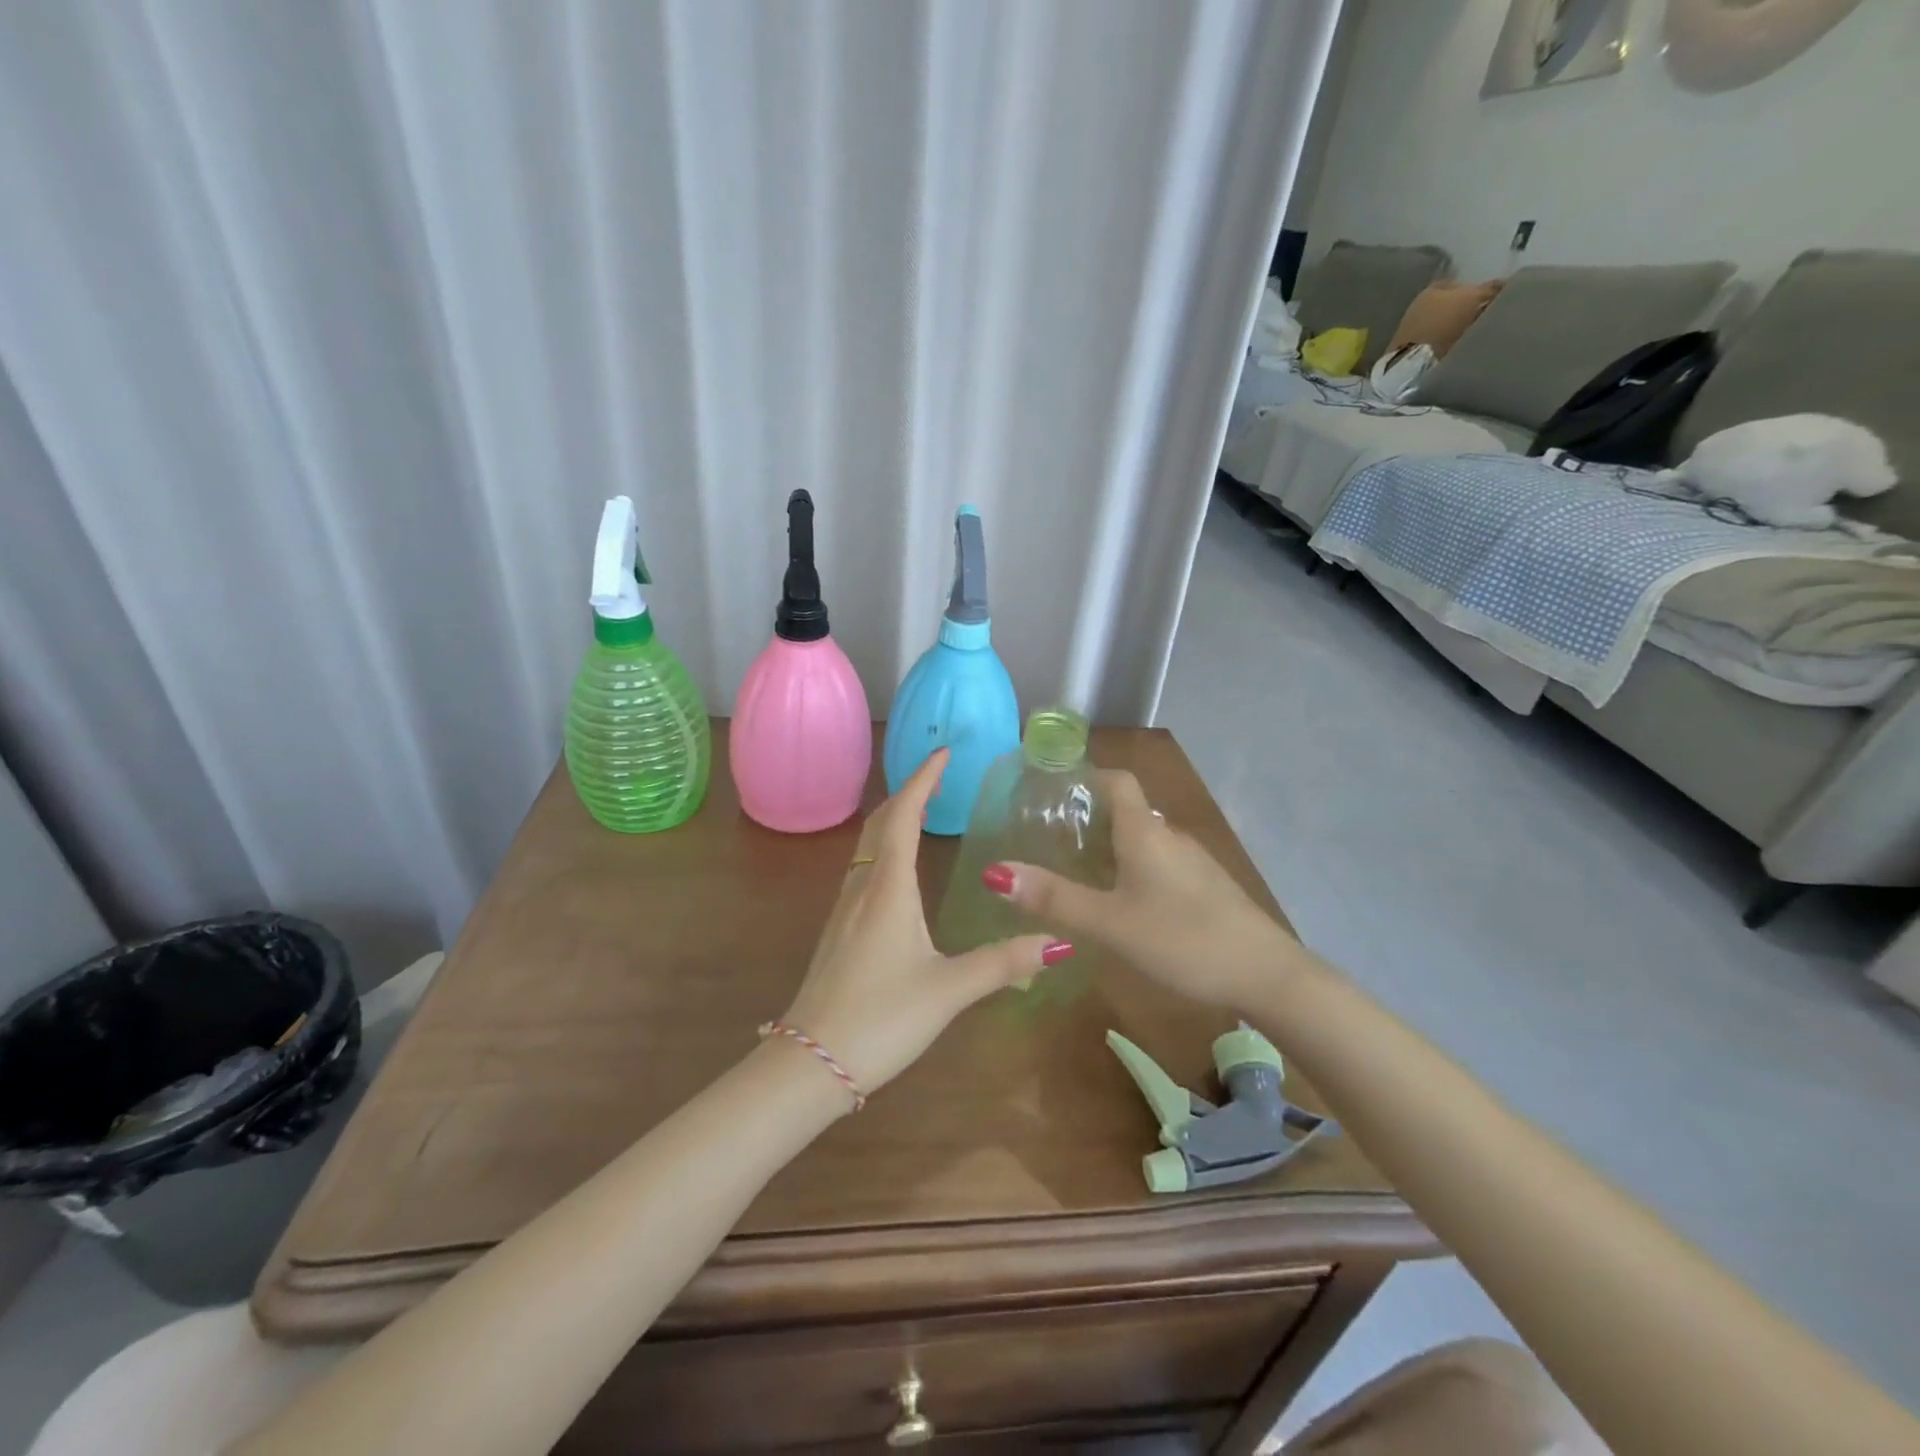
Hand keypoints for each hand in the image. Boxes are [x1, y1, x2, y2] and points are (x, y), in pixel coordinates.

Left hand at [778, 749, 1072, 1104]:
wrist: (810, 1062)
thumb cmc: (880, 1019)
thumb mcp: (948, 990)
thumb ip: (1003, 964)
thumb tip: (1058, 942)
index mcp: (889, 888)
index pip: (904, 816)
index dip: (923, 779)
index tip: (943, 752)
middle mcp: (863, 887)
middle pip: (881, 822)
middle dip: (908, 791)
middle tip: (939, 775)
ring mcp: (844, 908)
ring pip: (867, 845)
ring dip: (893, 817)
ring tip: (922, 810)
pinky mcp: (839, 930)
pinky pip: (863, 868)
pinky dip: (884, 846)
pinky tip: (897, 870)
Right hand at [986, 769, 1294, 1008]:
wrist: (1267, 976)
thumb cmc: (1182, 939)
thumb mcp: (1109, 923)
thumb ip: (1054, 899)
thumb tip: (995, 872)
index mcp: (1145, 832)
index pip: (1116, 780)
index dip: (1086, 776)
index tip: (1051, 791)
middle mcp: (1170, 836)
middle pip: (1126, 811)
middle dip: (1089, 819)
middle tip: (1049, 841)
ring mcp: (1194, 863)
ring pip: (1145, 841)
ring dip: (1112, 847)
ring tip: (1078, 873)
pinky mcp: (1208, 889)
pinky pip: (1162, 865)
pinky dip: (1135, 871)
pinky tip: (1124, 905)